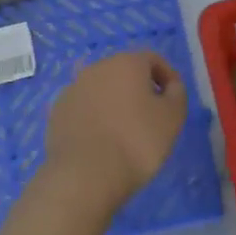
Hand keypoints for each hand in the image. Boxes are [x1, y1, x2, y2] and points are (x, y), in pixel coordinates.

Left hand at [43, 51, 187, 213]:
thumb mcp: (172, 118)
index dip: (166, 76)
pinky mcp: (58, 111)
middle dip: (139, 88)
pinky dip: (94, 117)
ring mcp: (73, 88)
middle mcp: (97, 68)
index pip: (152, 59)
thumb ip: (177, 93)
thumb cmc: (137, 142)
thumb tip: (170, 85)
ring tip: (124, 131)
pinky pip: (84, 107)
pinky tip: (101, 140)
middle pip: (124, 71)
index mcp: (126, 63)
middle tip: (150, 116)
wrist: (85, 175)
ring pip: (102, 89)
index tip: (173, 99)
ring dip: (114, 102)